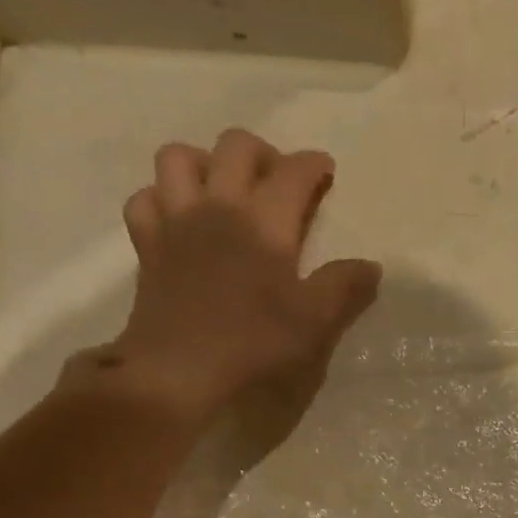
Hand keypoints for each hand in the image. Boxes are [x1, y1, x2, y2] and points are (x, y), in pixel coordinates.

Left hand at [100, 128, 381, 425]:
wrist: (179, 370)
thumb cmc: (254, 344)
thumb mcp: (313, 323)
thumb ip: (344, 288)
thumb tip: (371, 266)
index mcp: (264, 221)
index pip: (293, 172)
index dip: (314, 166)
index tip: (326, 172)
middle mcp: (218, 205)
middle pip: (235, 146)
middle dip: (263, 153)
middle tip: (278, 180)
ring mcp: (175, 221)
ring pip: (179, 158)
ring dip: (204, 162)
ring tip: (222, 189)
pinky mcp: (147, 245)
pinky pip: (146, 199)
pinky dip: (161, 198)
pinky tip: (177, 218)